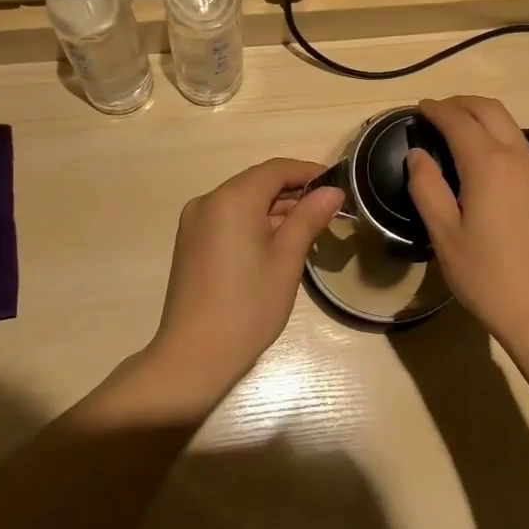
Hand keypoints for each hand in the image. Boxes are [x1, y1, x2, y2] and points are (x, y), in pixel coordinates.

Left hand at [145, 158, 344, 408]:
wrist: (192, 358)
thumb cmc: (247, 307)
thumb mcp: (287, 260)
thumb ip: (309, 218)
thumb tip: (333, 191)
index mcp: (232, 199)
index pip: (276, 169)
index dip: (308, 172)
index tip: (338, 185)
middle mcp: (209, 201)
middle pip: (258, 182)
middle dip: (293, 192)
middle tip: (328, 211)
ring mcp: (195, 222)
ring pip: (243, 201)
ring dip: (275, 209)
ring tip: (308, 229)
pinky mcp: (190, 242)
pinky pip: (229, 218)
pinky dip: (254, 222)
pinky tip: (276, 244)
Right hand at [405, 96, 528, 351]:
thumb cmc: (489, 276)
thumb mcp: (445, 235)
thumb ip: (427, 188)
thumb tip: (417, 154)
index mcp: (489, 164)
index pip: (458, 120)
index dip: (437, 110)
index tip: (420, 108)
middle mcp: (520, 156)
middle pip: (491, 110)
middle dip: (462, 103)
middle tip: (439, 111)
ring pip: (512, 127)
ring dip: (484, 120)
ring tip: (461, 134)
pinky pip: (525, 149)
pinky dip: (502, 140)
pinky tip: (490, 165)